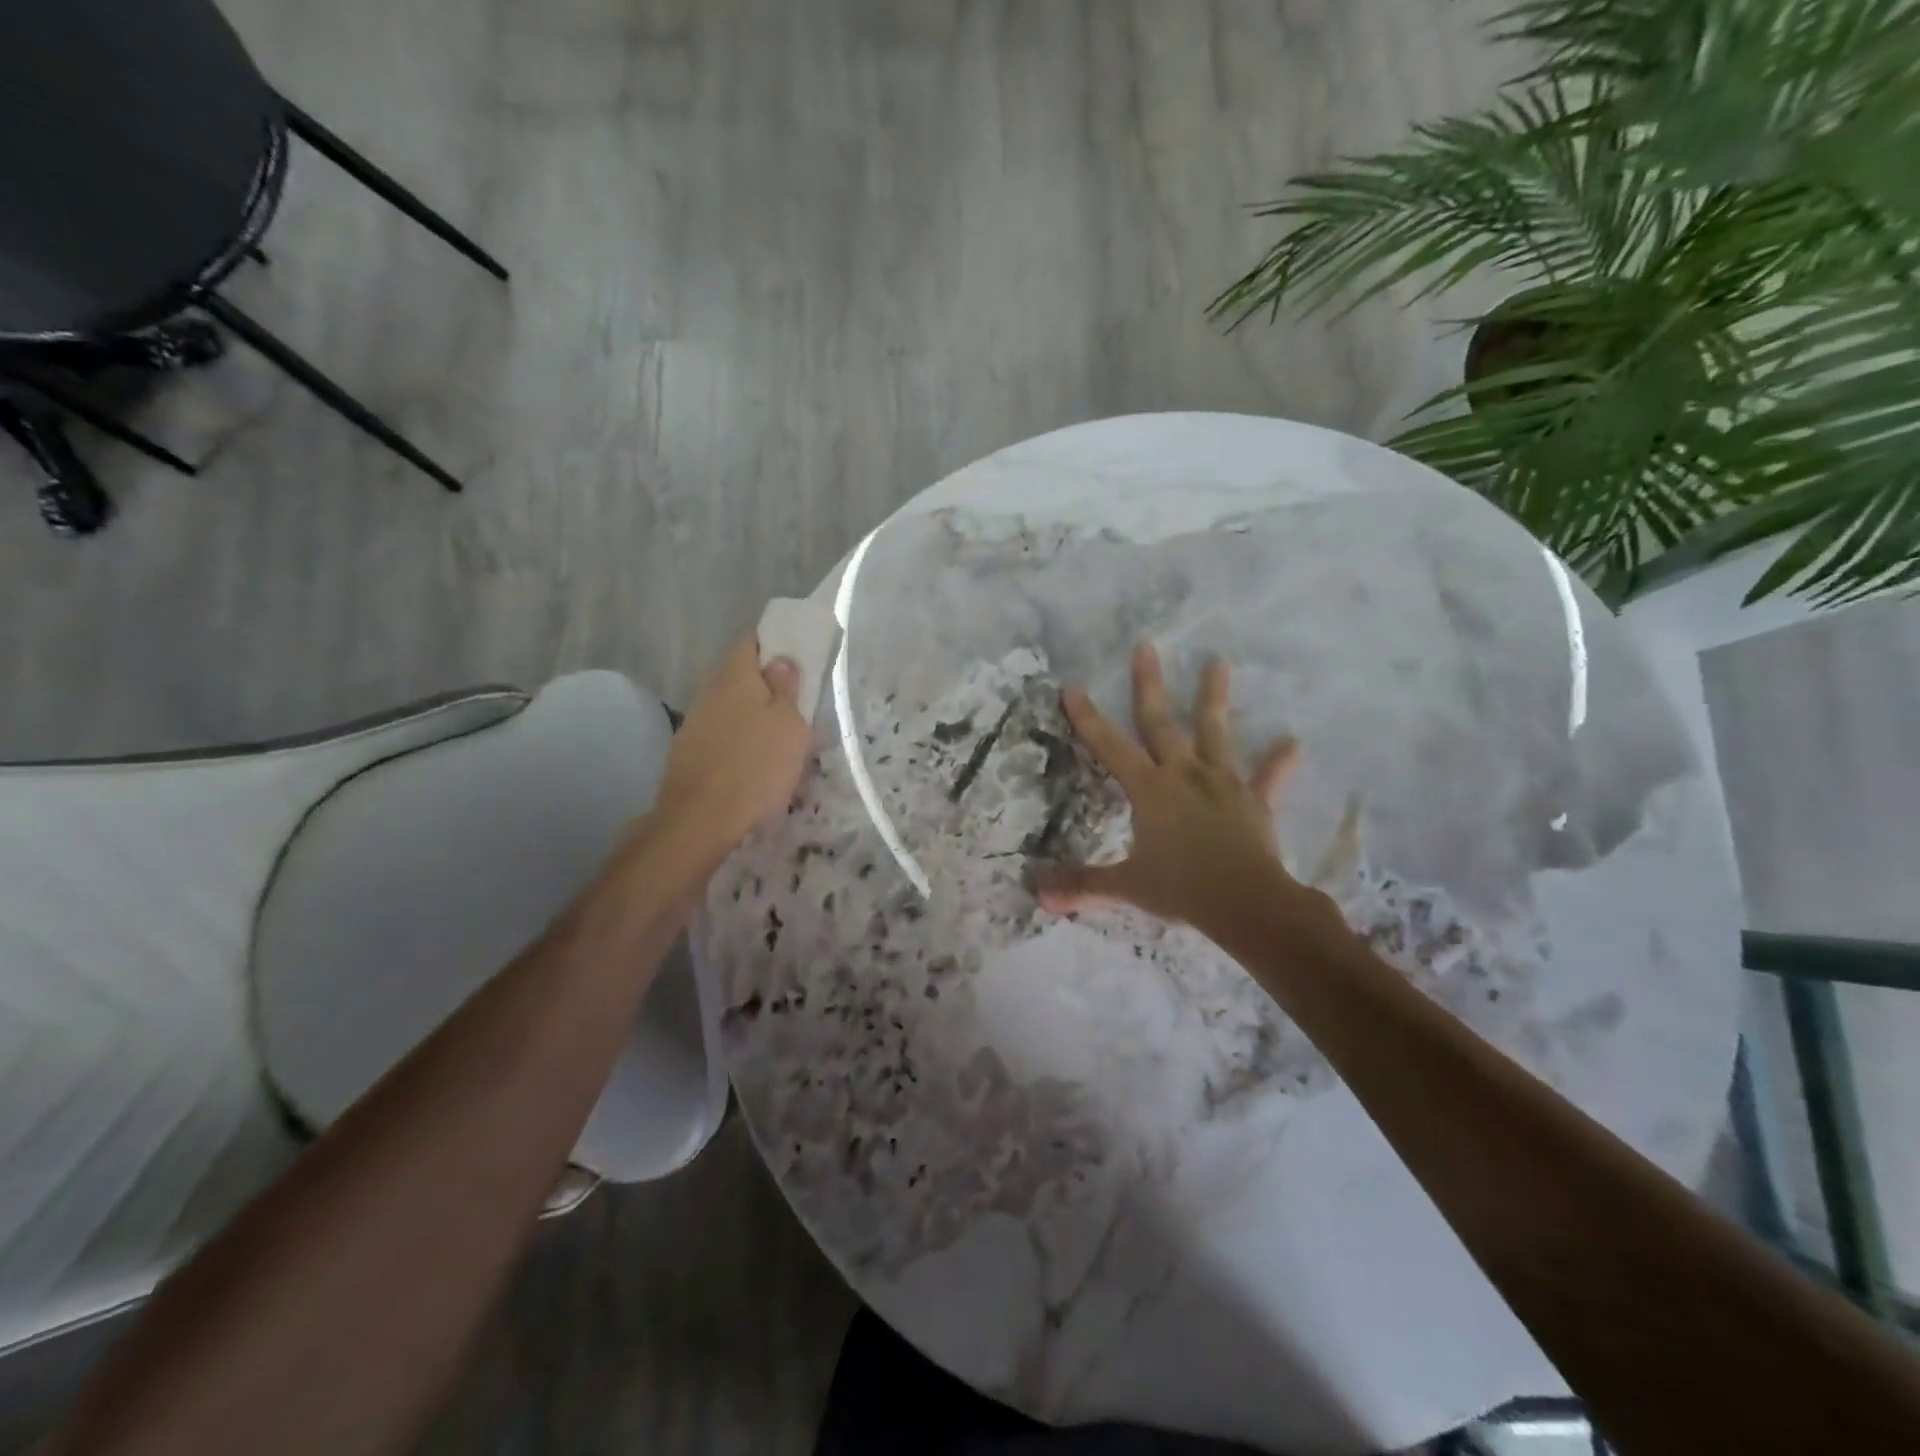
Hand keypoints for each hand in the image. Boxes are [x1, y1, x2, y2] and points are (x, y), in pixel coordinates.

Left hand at [653, 635, 812, 854]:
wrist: (699, 821)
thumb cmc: (756, 767)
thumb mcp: (790, 726)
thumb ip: (786, 689)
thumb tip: (780, 660)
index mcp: (736, 677)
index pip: (751, 641)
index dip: (773, 643)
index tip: (795, 656)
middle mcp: (709, 692)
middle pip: (739, 677)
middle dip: (765, 686)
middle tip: (794, 706)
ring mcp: (694, 724)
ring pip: (730, 710)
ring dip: (752, 719)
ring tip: (778, 743)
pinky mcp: (687, 754)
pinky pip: (720, 738)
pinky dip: (738, 744)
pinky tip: (753, 766)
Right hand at [1035, 643, 1318, 929]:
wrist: (1246, 902)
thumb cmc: (1182, 888)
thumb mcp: (1126, 886)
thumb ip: (1083, 884)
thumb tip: (1038, 896)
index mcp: (1149, 789)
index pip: (1109, 746)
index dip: (1088, 717)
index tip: (1073, 685)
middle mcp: (1183, 774)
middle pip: (1161, 722)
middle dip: (1149, 684)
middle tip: (1147, 645)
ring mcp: (1222, 784)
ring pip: (1215, 732)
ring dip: (1215, 697)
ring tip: (1219, 661)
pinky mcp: (1254, 801)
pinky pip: (1268, 777)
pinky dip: (1279, 761)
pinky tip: (1294, 742)